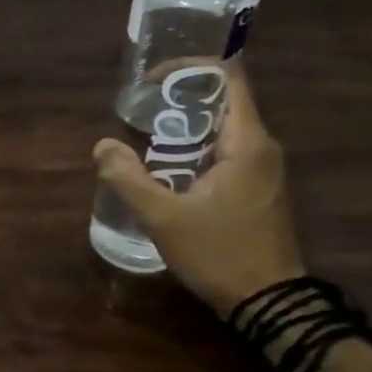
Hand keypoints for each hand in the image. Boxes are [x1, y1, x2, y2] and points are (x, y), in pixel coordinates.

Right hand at [93, 67, 305, 315]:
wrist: (269, 303)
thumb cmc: (219, 253)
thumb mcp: (163, 217)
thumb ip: (128, 178)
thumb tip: (103, 145)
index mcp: (246, 144)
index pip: (228, 79)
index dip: (188, 69)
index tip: (151, 82)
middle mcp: (261, 148)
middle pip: (222, 100)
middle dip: (178, 98)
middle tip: (138, 110)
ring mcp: (263, 169)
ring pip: (222, 127)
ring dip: (184, 124)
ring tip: (143, 135)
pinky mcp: (257, 187)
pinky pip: (224, 149)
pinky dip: (194, 146)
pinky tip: (164, 166)